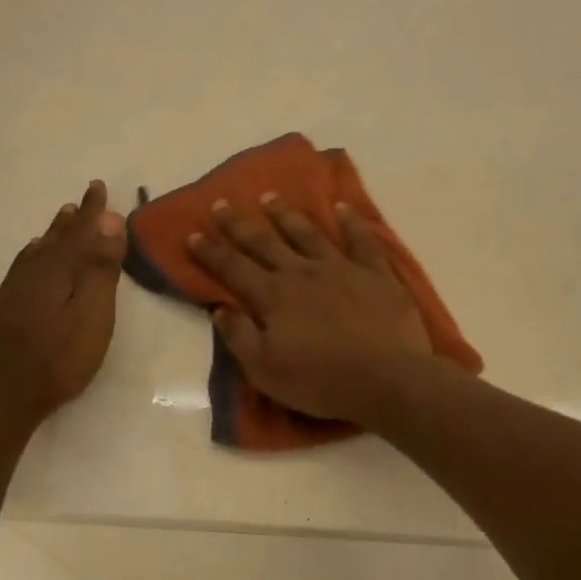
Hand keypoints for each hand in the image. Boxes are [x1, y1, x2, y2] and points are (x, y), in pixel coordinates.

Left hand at [0, 181, 125, 422]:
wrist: (5, 392)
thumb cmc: (60, 356)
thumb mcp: (93, 314)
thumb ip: (102, 269)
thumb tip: (110, 223)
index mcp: (58, 269)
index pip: (81, 231)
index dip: (93, 211)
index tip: (99, 186)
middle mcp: (33, 271)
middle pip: (56, 238)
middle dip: (72, 220)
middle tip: (81, 201)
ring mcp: (14, 290)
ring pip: (37, 251)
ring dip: (52, 234)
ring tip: (61, 220)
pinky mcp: (2, 308)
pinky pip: (22, 267)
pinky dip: (33, 255)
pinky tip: (31, 258)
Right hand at [186, 194, 432, 423]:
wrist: (387, 379)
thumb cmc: (321, 381)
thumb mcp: (266, 371)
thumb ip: (240, 337)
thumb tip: (219, 309)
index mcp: (273, 296)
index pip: (233, 268)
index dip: (211, 251)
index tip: (193, 234)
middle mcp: (302, 273)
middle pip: (265, 242)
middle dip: (239, 224)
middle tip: (222, 203)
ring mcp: (341, 268)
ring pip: (308, 233)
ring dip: (286, 215)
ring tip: (270, 198)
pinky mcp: (376, 273)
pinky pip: (361, 240)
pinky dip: (350, 222)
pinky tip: (341, 208)